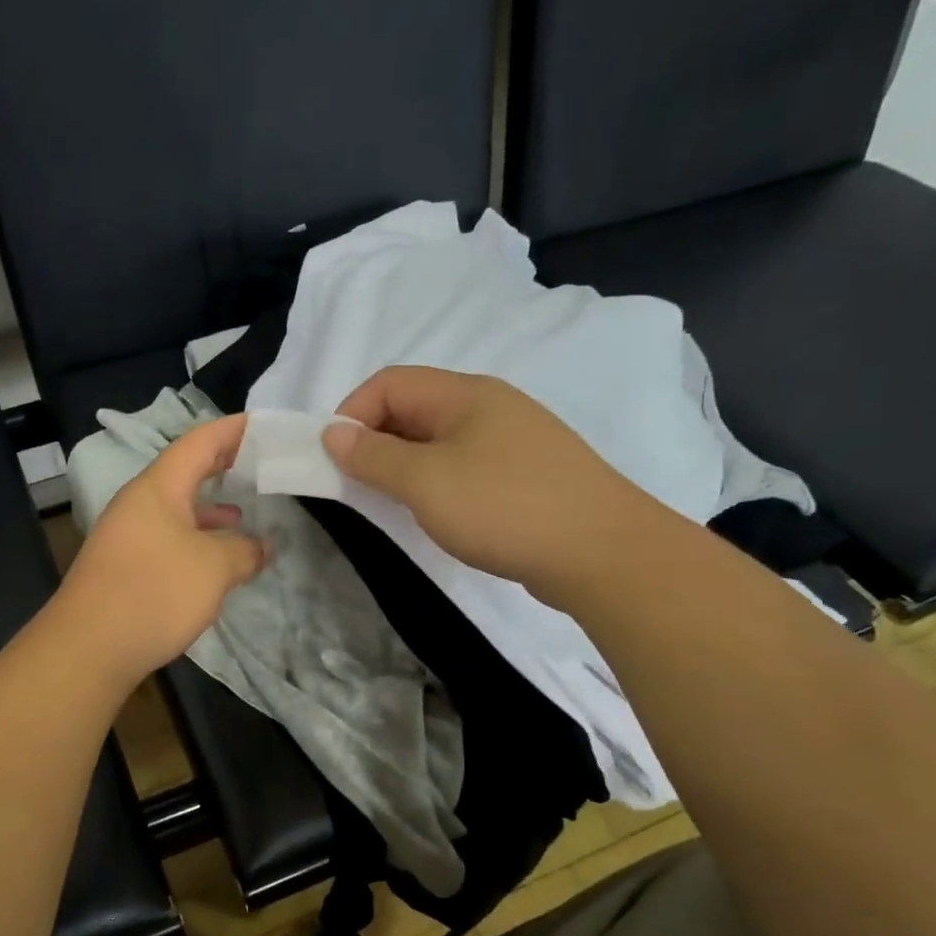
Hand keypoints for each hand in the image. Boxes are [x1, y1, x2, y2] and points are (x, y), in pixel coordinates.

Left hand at [55, 413, 267, 685]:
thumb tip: (261, 546)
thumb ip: (243, 550)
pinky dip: (196, 540)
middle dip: (223, 466)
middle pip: (185, 472)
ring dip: (210, 508)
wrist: (88, 647)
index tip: (266, 426)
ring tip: (245, 513)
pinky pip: (168, 538)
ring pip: (176, 509)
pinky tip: (215, 560)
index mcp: (158, 487)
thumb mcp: (214, 568)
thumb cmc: (154, 592)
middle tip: (260, 464)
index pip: (200, 441)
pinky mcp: (125, 566)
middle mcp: (138, 503)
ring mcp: (128, 535)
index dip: (234, 430)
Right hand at [323, 366, 663, 598]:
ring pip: (438, 439)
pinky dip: (436, 481)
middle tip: (357, 485)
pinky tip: (438, 513)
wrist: (602, 552)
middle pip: (414, 407)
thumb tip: (332, 433)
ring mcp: (513, 440)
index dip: (351, 414)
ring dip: (404, 464)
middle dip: (376, 440)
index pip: (389, 383)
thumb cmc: (504, 507)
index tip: (334, 460)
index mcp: (464, 394)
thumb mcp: (425, 481)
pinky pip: (464, 464)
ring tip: (392, 502)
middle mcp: (489, 406)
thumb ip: (373, 456)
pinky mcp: (526, 474)